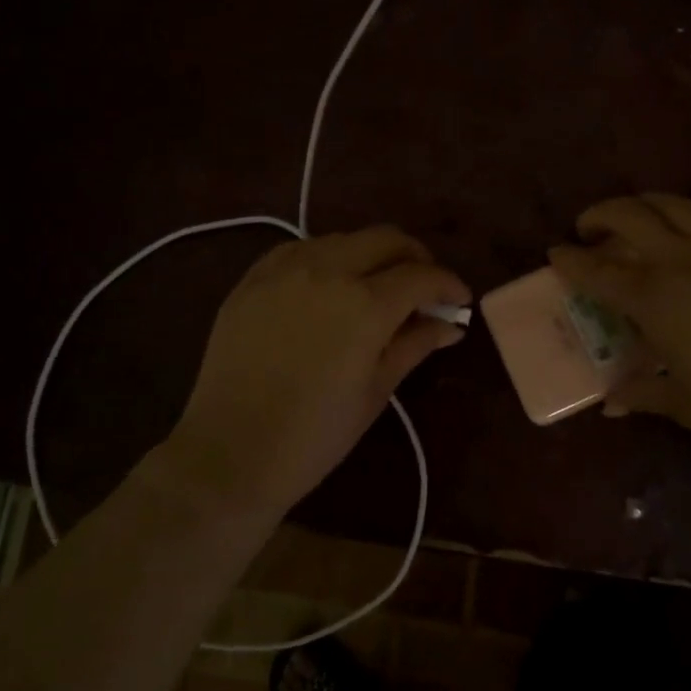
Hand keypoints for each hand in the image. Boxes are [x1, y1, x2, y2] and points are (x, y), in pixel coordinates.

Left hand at [159, 227, 469, 519]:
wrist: (231, 451)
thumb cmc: (316, 433)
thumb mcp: (376, 389)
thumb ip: (415, 344)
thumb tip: (450, 324)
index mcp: (366, 304)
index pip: (421, 275)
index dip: (448, 284)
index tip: (459, 300)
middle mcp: (328, 270)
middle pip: (386, 239)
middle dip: (415, 257)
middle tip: (423, 288)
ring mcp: (285, 269)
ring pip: (343, 239)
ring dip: (371, 255)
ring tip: (375, 288)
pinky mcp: (253, 278)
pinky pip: (300, 249)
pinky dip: (327, 258)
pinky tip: (328, 286)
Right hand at [549, 193, 690, 455]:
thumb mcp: (685, 404)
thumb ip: (642, 394)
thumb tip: (610, 403)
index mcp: (655, 300)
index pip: (598, 270)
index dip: (570, 260)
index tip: (554, 254)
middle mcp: (679, 262)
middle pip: (629, 215)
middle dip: (599, 214)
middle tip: (588, 230)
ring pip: (670, 203)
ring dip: (641, 203)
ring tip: (633, 217)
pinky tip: (689, 214)